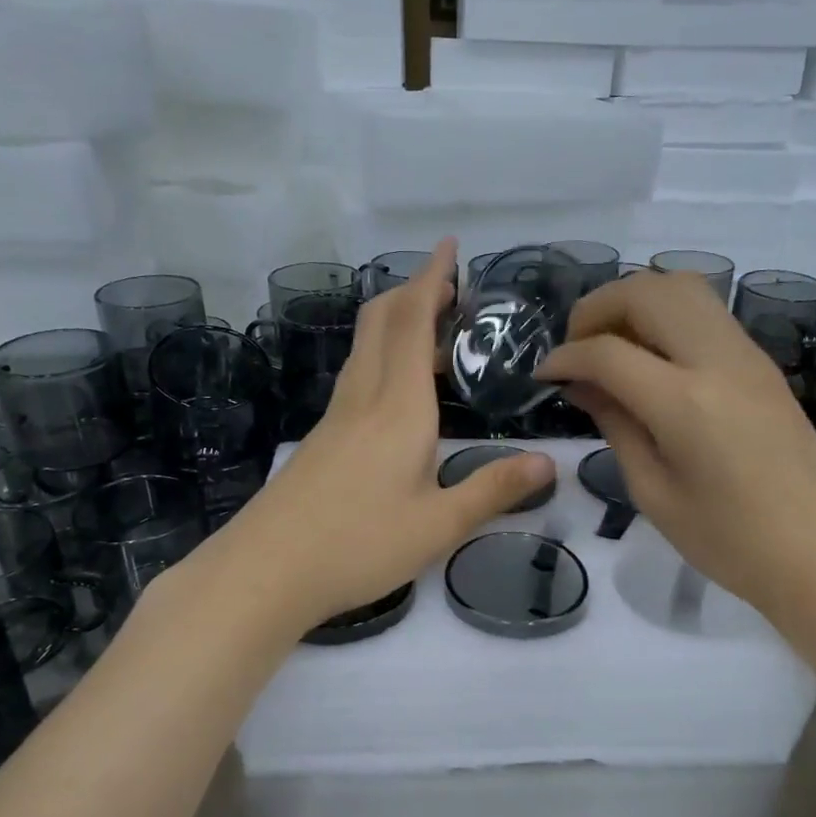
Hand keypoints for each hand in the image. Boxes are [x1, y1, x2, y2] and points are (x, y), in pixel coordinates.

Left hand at [223, 241, 553, 629]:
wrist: (267, 570)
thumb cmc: (359, 544)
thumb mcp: (438, 525)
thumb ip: (493, 490)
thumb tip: (548, 464)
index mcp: (400, 406)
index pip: (415, 322)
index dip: (432, 279)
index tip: (448, 246)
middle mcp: (365, 397)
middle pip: (382, 321)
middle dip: (412, 291)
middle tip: (447, 286)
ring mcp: (336, 417)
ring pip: (365, 346)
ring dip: (395, 321)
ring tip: (430, 327)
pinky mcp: (321, 439)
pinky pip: (356, 376)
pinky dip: (382, 356)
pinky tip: (395, 388)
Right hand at [535, 271, 815, 628]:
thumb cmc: (728, 541)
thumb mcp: (653, 492)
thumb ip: (615, 425)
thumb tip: (582, 384)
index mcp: (684, 403)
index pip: (607, 351)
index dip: (565, 356)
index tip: (544, 375)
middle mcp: (718, 361)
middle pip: (647, 291)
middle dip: (598, 308)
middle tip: (577, 348)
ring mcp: (747, 355)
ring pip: (682, 287)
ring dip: (635, 302)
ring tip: (612, 346)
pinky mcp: (762, 363)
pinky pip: (706, 313)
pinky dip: (666, 317)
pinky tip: (651, 359)